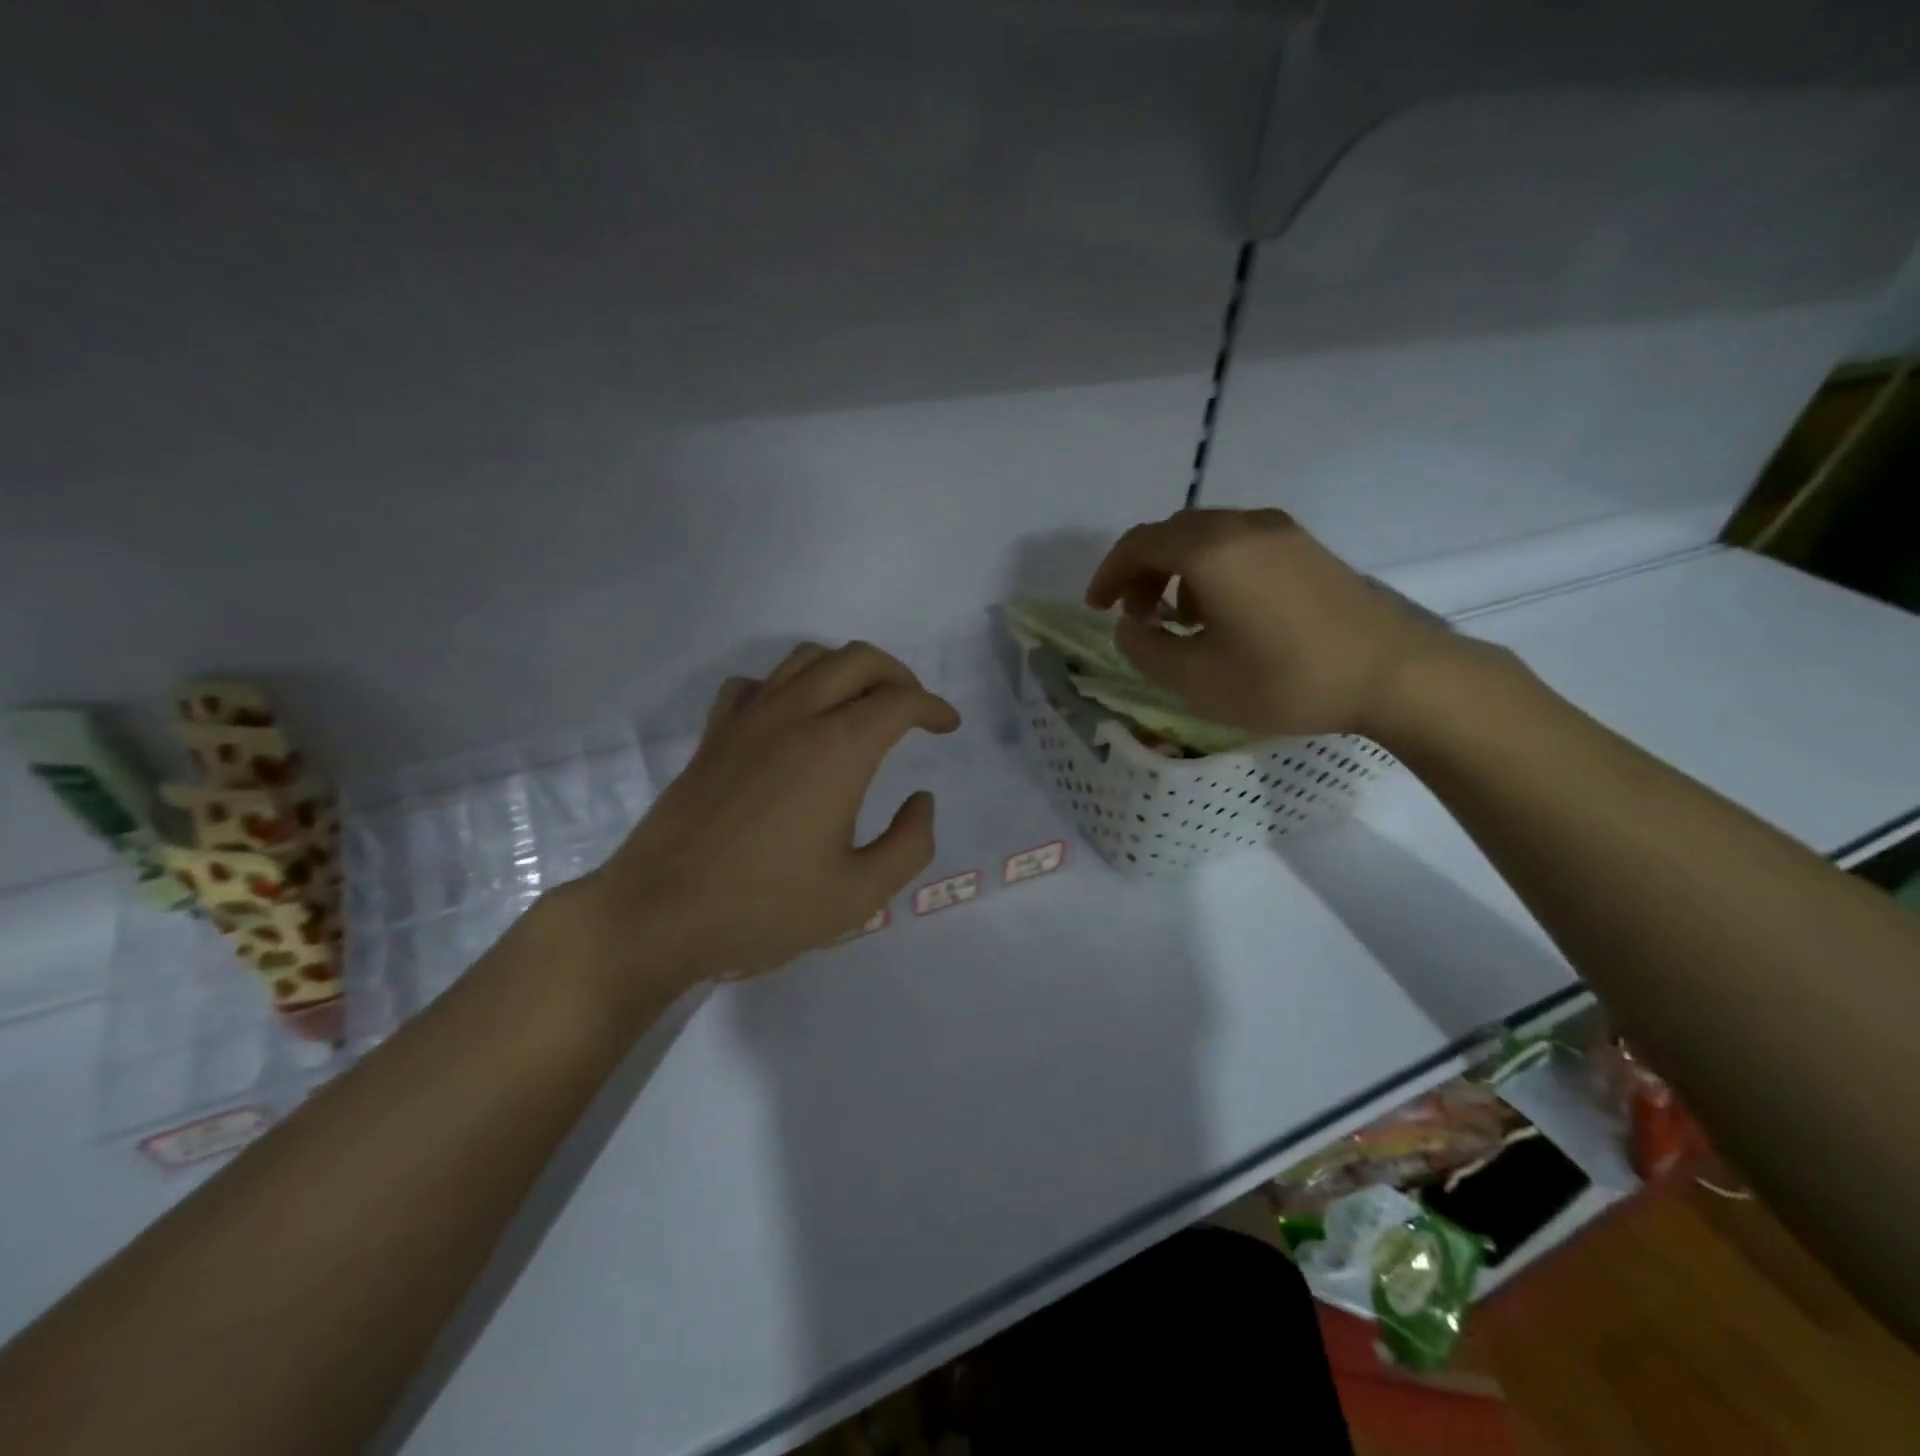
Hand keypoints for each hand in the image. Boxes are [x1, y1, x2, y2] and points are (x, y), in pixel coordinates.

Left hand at [562, 642, 959, 1007]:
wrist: (658, 914)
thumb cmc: (764, 908)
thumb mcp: (859, 894)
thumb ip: (910, 844)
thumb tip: (922, 800)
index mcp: (838, 749)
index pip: (900, 701)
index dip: (934, 707)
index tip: (948, 726)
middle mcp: (796, 715)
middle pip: (858, 660)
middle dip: (898, 675)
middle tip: (914, 707)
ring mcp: (748, 719)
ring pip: (807, 659)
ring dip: (846, 670)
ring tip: (861, 704)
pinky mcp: (714, 734)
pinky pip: (757, 684)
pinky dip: (787, 686)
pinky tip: (792, 718)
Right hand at [1084, 508, 1456, 739]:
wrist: (1396, 673)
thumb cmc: (1285, 679)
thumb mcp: (1196, 679)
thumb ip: (1146, 649)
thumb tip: (1128, 626)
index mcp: (1210, 550)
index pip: (1139, 544)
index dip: (1107, 574)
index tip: (1096, 609)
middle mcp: (1242, 526)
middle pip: (1172, 533)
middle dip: (1141, 571)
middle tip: (1135, 616)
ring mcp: (1280, 532)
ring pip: (1206, 537)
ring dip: (1177, 570)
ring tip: (1179, 620)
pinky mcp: (1307, 547)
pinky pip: (1239, 544)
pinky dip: (1211, 569)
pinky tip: (1224, 613)